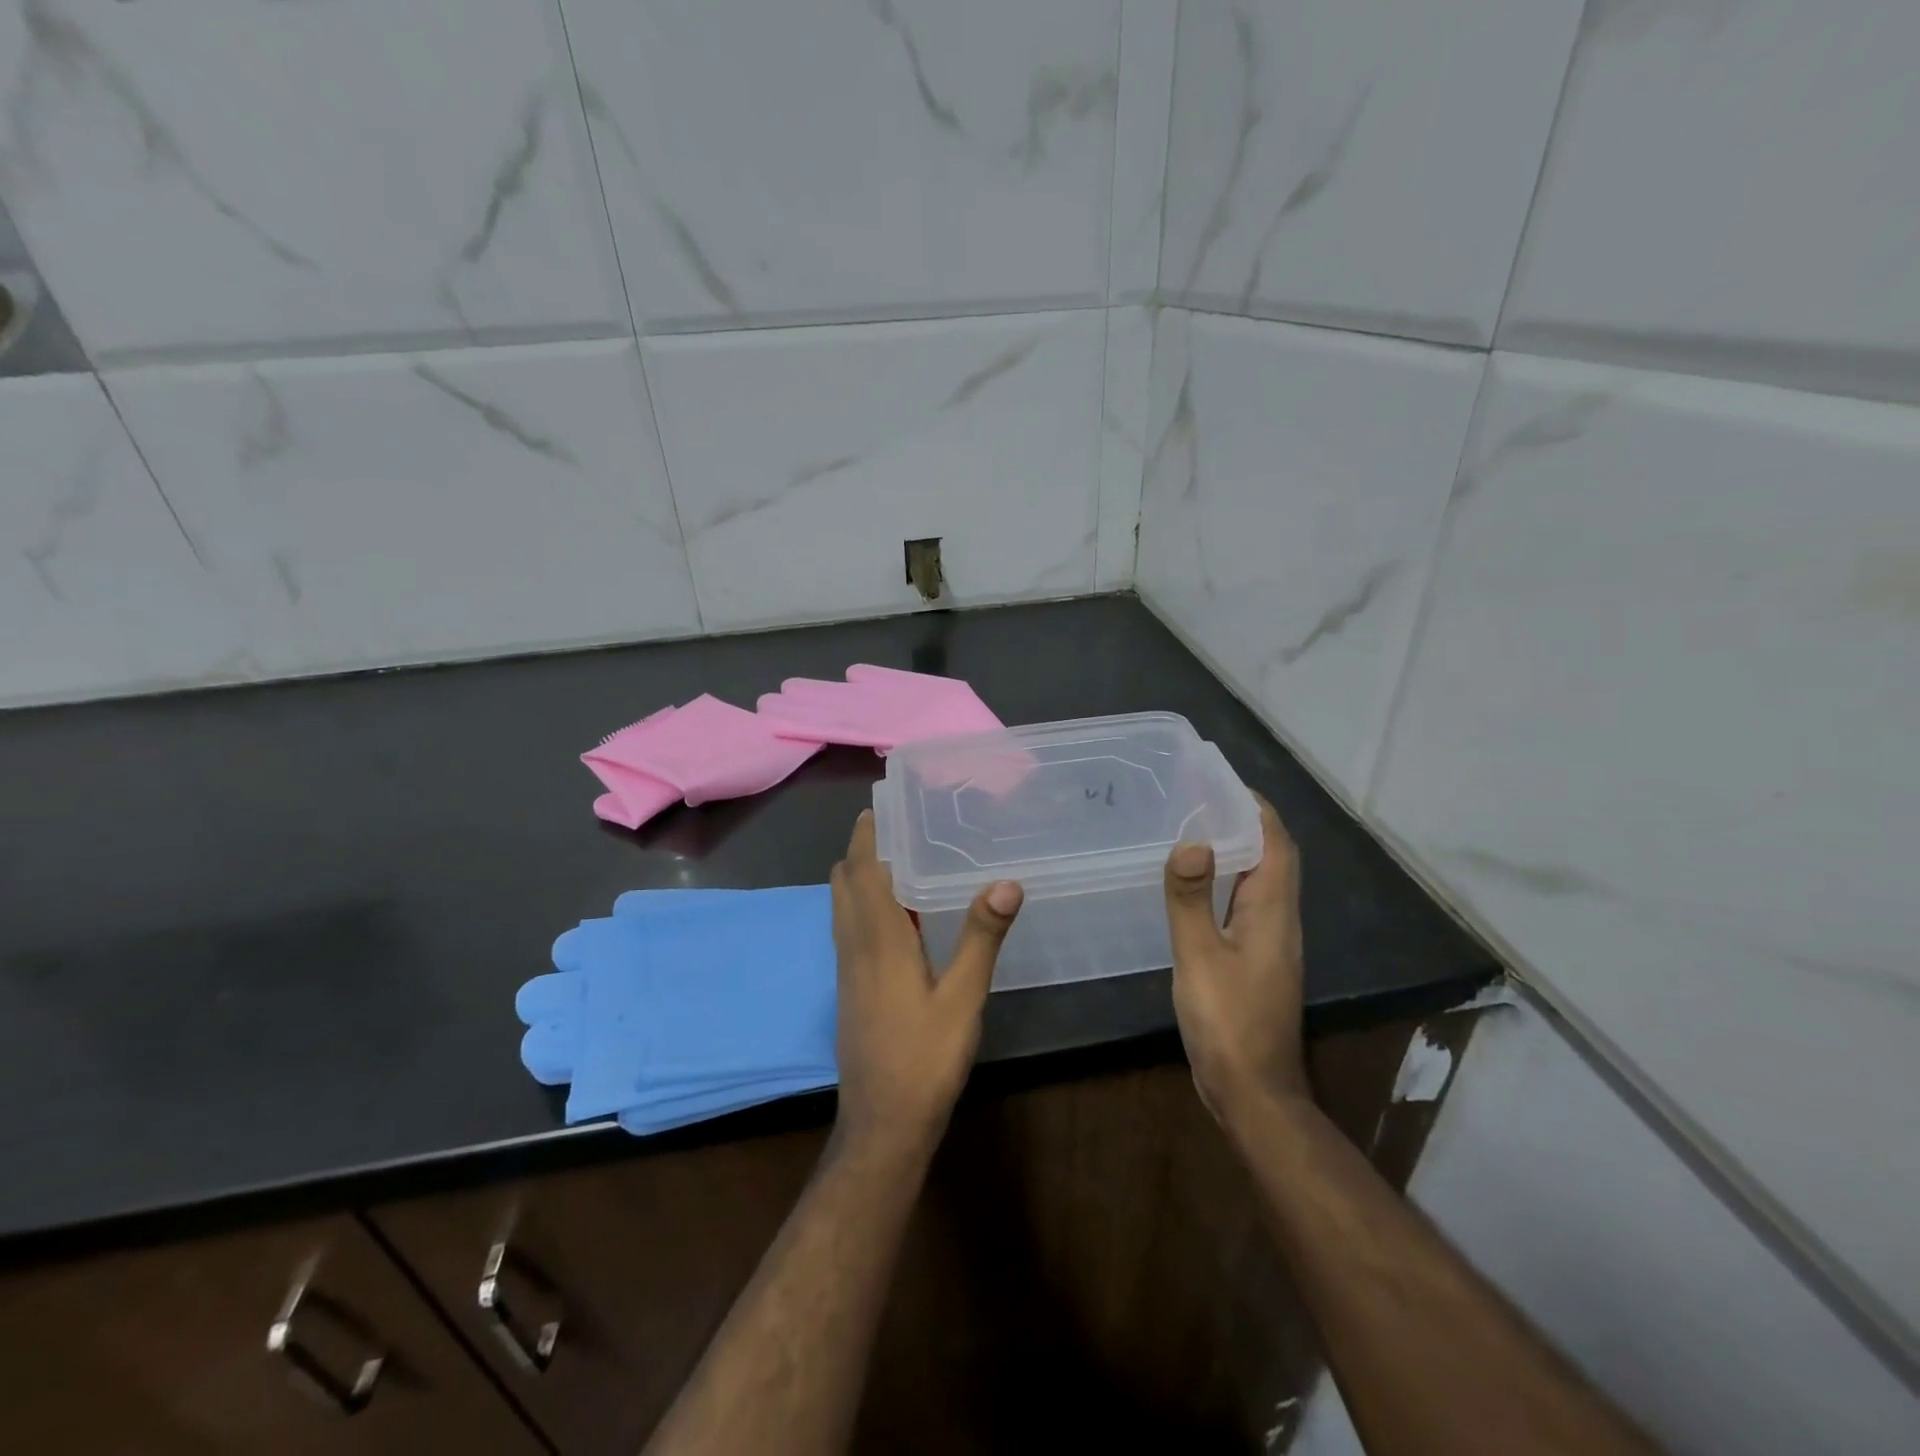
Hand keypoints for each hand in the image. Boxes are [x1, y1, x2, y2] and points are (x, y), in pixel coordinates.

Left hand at [830, 811, 1022, 1154]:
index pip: (861, 869)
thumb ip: (981, 937)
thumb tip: (1006, 881)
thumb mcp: (963, 998)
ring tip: (899, 859)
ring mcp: (846, 968)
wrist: (883, 1122)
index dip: (867, 834)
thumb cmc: (925, 1057)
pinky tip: (897, 914)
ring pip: (842, 904)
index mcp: (878, 938)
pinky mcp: (849, 987)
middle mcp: (854, 944)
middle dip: (861, 847)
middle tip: (898, 826)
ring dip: (859, 874)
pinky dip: (862, 902)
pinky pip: (848, 927)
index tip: (884, 805)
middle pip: (844, 880)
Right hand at [1164, 793, 1307, 1125]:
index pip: (1276, 843)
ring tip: (1195, 830)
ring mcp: (1272, 944)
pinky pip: (1248, 904)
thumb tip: (1191, 841)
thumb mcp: (1199, 956)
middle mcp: (1281, 921)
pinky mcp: (1258, 961)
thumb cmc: (1227, 1021)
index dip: (1256, 808)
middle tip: (1201, 799)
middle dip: (1245, 822)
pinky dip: (1228, 881)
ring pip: (1262, 881)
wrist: (1252, 1092)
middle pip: (1273, 858)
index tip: (1222, 782)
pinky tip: (1197, 886)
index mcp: (1273, 912)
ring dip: (1238, 850)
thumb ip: (1191, 898)